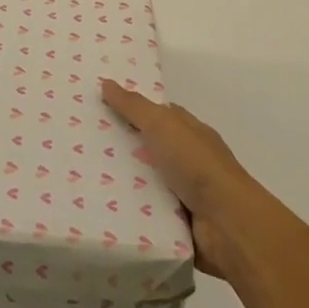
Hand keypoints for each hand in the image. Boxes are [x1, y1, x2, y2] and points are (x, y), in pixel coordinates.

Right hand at [101, 78, 282, 278]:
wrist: (228, 225)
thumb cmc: (197, 165)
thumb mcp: (162, 125)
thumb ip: (134, 106)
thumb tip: (106, 82)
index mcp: (189, 132)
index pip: (158, 115)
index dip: (132, 109)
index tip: (99, 107)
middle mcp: (188, 160)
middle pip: (148, 148)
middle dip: (119, 147)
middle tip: (80, 143)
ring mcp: (185, 193)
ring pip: (144, 182)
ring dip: (121, 181)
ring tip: (81, 176)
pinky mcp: (177, 222)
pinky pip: (146, 212)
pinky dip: (129, 210)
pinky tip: (101, 206)